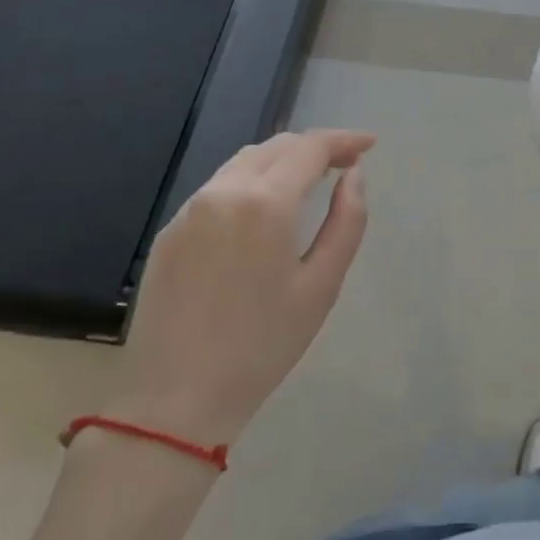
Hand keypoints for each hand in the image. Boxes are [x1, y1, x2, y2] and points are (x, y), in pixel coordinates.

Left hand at [107, 129, 374, 446]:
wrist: (175, 399)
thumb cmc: (263, 345)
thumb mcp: (322, 286)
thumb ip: (347, 221)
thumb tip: (354, 176)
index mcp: (265, 203)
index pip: (309, 148)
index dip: (343, 139)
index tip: (370, 144)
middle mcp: (223, 192)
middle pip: (276, 146)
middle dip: (315, 147)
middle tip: (346, 162)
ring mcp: (190, 210)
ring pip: (244, 162)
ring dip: (282, 160)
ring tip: (310, 179)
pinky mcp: (169, 231)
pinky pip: (219, 187)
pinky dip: (252, 181)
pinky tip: (265, 208)